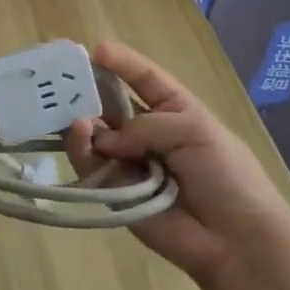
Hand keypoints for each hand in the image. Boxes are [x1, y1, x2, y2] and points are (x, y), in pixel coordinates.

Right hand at [66, 41, 289, 285]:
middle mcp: (143, 130)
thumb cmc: (226, 174)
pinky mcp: (110, 187)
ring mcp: (125, 159)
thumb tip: (104, 140)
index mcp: (171, 109)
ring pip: (91, 130)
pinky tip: (78, 132)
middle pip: (106, 101)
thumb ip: (145, 124)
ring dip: (78, 116)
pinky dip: (79, 145)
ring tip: (73, 112)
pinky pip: (87, 160)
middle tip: (53, 73)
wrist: (235, 240)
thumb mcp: (195, 129)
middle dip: (82, 86)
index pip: (142, 77)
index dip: (121, 62)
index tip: (95, 49)